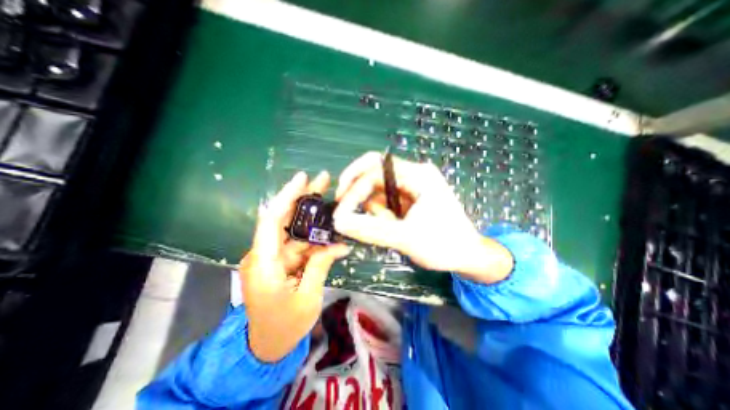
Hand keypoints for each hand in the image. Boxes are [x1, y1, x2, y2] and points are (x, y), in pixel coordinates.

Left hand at [242, 169, 347, 362]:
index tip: (303, 179)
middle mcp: (263, 255)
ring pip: (294, 231)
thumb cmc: (284, 327)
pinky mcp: (280, 262)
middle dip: (302, 198)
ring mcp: (272, 258)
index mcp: (263, 265)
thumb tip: (339, 245)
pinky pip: (299, 245)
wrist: (266, 347)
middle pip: (283, 219)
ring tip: (330, 201)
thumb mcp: (308, 298)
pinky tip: (330, 232)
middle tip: (323, 180)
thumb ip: (320, 266)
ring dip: (312, 218)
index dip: (287, 197)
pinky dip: (314, 239)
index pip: (271, 221)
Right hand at [332, 151, 508, 282]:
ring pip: (378, 190)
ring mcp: (411, 187)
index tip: (341, 210)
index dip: (354, 187)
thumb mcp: (405, 237)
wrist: (467, 256)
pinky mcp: (409, 200)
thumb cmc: (444, 245)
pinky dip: (380, 214)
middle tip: (345, 210)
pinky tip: (391, 227)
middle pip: (375, 174)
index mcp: (418, 175)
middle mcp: (414, 175)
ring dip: (374, 209)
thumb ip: (370, 229)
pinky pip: (385, 201)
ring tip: (389, 228)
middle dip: (358, 192)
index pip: (376, 168)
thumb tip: (339, 222)